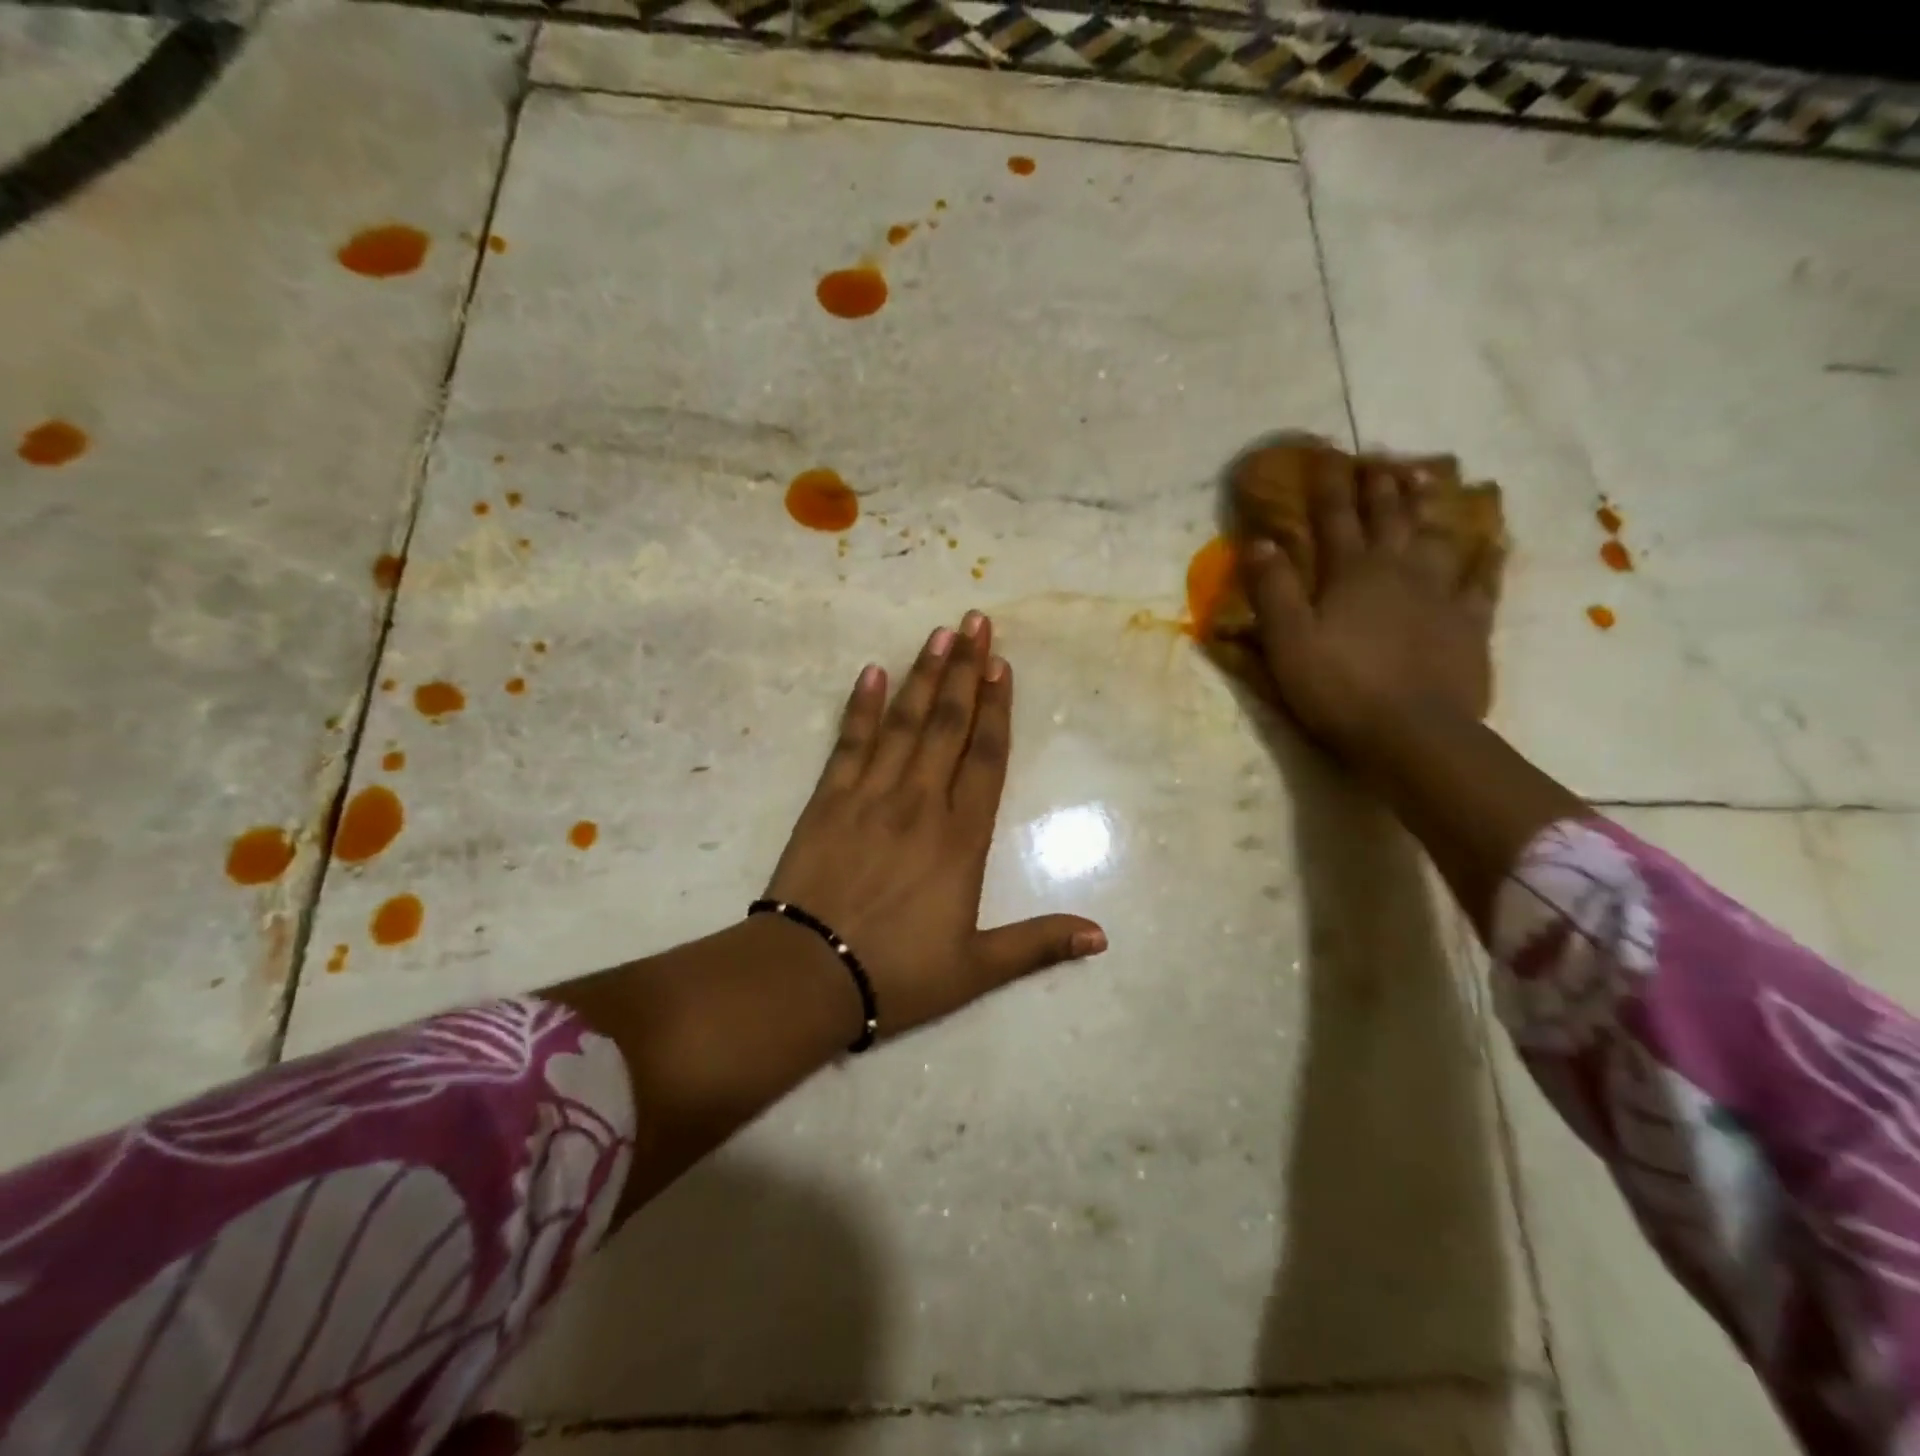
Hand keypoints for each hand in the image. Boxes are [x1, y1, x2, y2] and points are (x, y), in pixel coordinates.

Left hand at [764, 611, 1107, 1042]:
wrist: (808, 976)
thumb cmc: (897, 973)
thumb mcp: (976, 969)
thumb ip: (1038, 943)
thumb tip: (1101, 937)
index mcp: (960, 839)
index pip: (986, 758)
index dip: (997, 709)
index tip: (1002, 666)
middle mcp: (920, 803)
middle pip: (948, 725)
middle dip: (965, 671)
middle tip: (976, 622)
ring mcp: (870, 795)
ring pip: (903, 722)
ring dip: (923, 676)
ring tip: (939, 634)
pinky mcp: (827, 799)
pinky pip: (849, 742)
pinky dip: (860, 706)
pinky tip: (871, 672)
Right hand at [1239, 456, 1492, 759]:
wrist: (1412, 733)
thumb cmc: (1338, 687)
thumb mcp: (1288, 641)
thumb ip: (1272, 590)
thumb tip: (1257, 541)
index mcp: (1350, 574)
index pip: (1334, 519)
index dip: (1328, 487)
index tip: (1326, 458)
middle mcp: (1397, 571)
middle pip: (1389, 518)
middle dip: (1380, 487)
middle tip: (1379, 459)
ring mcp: (1440, 594)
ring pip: (1435, 537)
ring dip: (1428, 507)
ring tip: (1427, 480)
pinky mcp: (1470, 623)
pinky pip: (1482, 581)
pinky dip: (1487, 559)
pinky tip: (1492, 543)